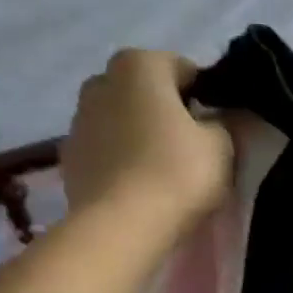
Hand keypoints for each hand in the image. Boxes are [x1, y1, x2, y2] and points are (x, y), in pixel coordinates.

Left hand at [62, 49, 232, 228]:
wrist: (121, 226)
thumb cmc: (177, 173)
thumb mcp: (222, 145)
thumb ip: (223, 123)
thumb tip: (216, 119)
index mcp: (139, 65)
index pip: (183, 68)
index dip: (205, 95)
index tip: (218, 123)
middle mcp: (101, 81)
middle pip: (145, 91)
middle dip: (167, 109)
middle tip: (193, 144)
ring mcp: (78, 120)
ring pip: (122, 119)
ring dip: (141, 134)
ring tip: (165, 169)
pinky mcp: (69, 158)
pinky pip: (106, 149)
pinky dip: (122, 158)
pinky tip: (140, 185)